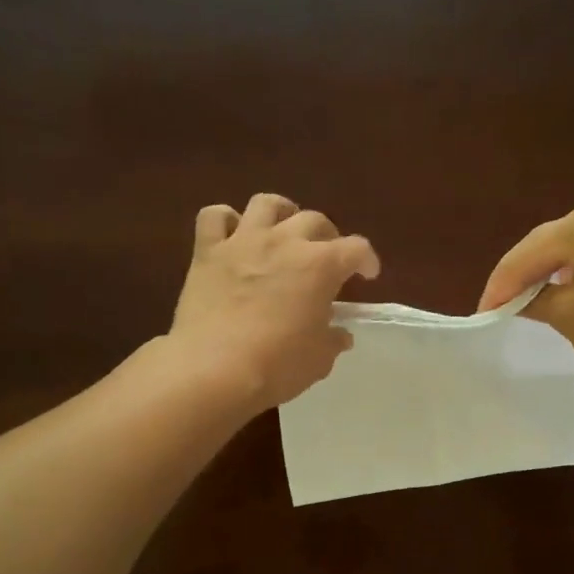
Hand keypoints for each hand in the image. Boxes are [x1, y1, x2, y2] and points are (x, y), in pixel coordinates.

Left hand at [170, 194, 380, 408]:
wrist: (213, 370)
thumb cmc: (277, 366)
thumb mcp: (319, 359)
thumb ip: (332, 340)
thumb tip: (339, 334)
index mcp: (321, 265)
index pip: (357, 248)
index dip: (366, 260)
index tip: (366, 274)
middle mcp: (285, 242)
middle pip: (315, 219)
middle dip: (327, 236)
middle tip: (325, 257)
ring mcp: (243, 241)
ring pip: (266, 203)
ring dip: (281, 213)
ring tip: (283, 232)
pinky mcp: (207, 251)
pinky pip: (214, 216)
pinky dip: (226, 221)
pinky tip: (232, 237)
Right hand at [478, 201, 573, 382]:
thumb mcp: (568, 314)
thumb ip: (534, 301)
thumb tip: (519, 301)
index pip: (528, 252)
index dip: (501, 285)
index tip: (482, 313)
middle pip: (552, 246)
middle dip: (525, 277)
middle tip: (500, 307)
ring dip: (551, 278)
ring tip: (529, 304)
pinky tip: (570, 299)